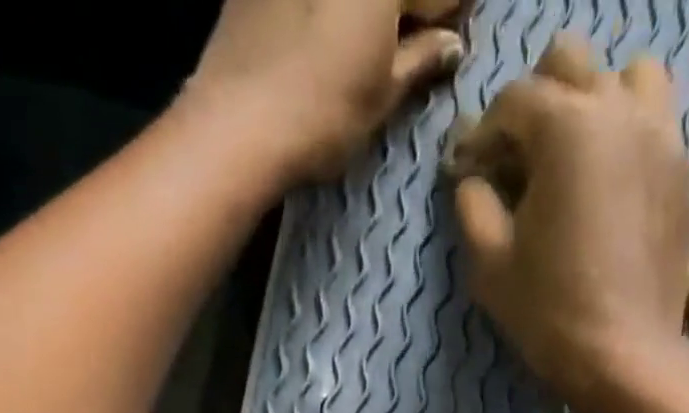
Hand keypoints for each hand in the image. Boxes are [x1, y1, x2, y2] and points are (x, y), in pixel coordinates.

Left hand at [190, 0, 463, 184]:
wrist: (238, 124)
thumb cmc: (322, 114)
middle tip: (414, 40)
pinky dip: (328, 15)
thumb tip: (451, 45)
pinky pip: (312, 2)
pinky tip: (324, 38)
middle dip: (408, 9)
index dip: (448, 11)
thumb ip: (420, 60)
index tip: (450, 36)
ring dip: (368, 17)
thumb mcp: (381, 94)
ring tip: (368, 47)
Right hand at [452, 36, 688, 412]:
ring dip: (596, 103)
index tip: (472, 173)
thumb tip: (473, 178)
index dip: (483, 135)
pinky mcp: (684, 176)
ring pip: (629, 78)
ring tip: (577, 157)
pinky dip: (628, 140)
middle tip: (520, 158)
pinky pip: (656, 128)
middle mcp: (620, 111)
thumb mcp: (490, 265)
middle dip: (536, 102)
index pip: (513, 100)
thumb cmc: (550, 313)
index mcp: (567, 126)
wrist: (626, 359)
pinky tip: (610, 190)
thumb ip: (473, 206)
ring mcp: (663, 138)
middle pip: (571, 63)